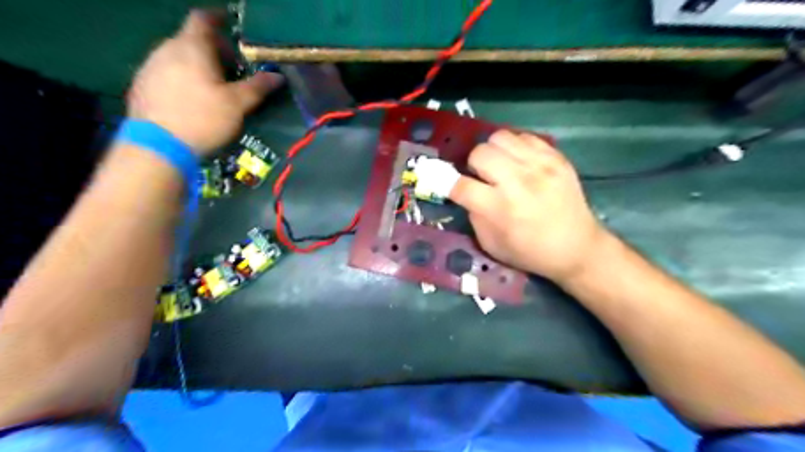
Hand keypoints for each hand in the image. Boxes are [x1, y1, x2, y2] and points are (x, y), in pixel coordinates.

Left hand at [127, 10, 284, 153]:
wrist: (158, 145)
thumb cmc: (203, 118)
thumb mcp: (237, 104)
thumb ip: (257, 87)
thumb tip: (278, 76)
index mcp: (192, 47)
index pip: (203, 19)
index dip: (218, 18)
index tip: (231, 25)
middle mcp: (166, 49)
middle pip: (191, 39)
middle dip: (213, 50)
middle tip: (232, 70)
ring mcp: (150, 66)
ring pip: (178, 56)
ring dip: (197, 64)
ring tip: (214, 87)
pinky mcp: (141, 85)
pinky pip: (166, 72)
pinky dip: (182, 77)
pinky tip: (192, 99)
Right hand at [447, 130, 610, 282]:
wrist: (577, 247)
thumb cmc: (530, 252)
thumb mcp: (491, 244)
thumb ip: (474, 215)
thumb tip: (466, 191)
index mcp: (500, 209)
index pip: (460, 185)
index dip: (448, 183)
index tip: (448, 184)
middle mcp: (518, 182)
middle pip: (479, 153)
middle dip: (473, 164)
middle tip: (481, 176)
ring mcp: (540, 166)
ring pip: (500, 137)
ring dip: (493, 151)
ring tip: (500, 165)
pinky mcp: (556, 158)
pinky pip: (524, 136)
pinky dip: (515, 147)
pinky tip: (519, 162)